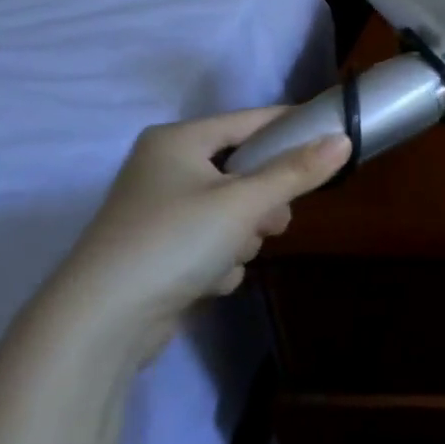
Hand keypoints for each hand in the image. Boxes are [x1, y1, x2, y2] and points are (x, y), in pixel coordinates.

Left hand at [38, 107, 350, 355]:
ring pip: (235, 210)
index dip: (293, 130)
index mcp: (178, 141)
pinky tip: (206, 279)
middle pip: (246, 170)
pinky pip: (214, 241)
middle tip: (271, 221)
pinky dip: (220, 260)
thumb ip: (297, 171)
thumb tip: (344, 139)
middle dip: (264, 202)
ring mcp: (161, 211)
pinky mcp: (161, 250)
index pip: (252, 121)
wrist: (101, 323)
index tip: (333, 142)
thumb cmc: (174, 241)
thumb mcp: (245, 202)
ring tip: (230, 255)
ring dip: (243, 236)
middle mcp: (165, 168)